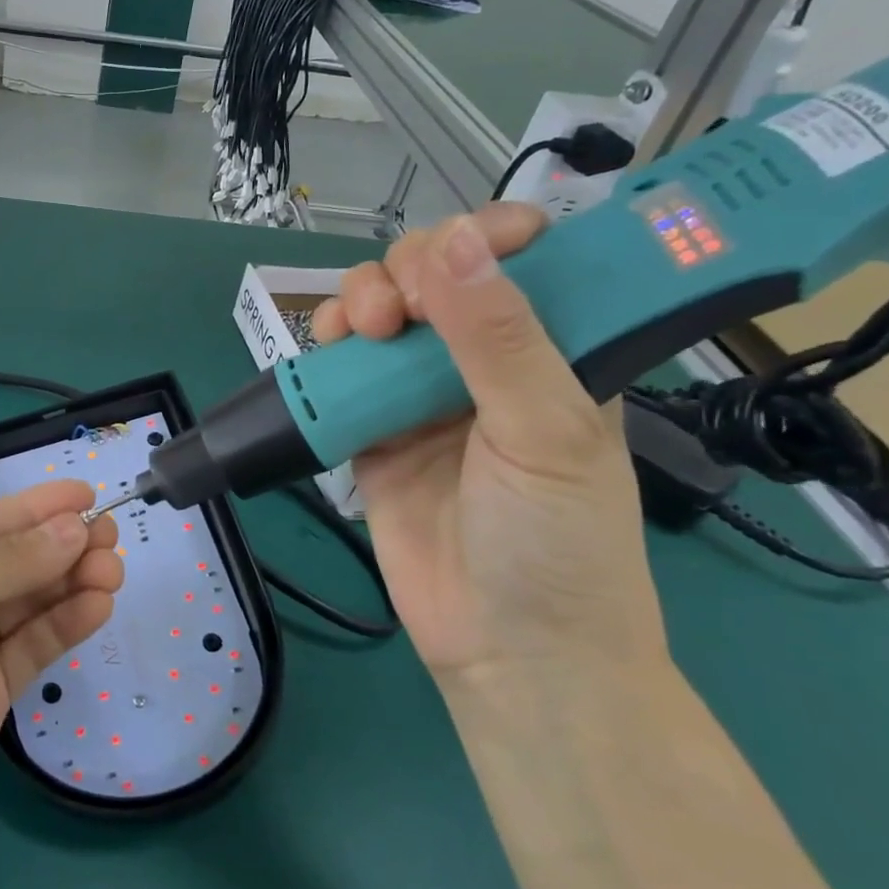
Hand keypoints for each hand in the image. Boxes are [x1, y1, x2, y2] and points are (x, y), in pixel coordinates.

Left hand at [0, 480, 122, 874]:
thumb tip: (75, 527)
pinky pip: (34, 645)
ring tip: (112, 568)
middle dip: (59, 544)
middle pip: (11, 560)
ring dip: (71, 581)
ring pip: (29, 601)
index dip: (33, 507)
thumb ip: (7, 562)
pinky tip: (97, 604)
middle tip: (109, 534)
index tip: (86, 493)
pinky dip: (66, 623)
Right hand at [312, 205, 663, 677]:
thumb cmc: (557, 543)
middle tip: (398, 313)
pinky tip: (331, 351)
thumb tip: (453, 240)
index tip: (452, 252)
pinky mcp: (374, 430)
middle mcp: (485, 362)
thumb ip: (499, 337)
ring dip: (363, 301)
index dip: (485, 237)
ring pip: (384, 314)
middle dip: (407, 271)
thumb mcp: (545, 432)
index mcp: (554, 351)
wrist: (507, 651)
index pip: (520, 261)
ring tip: (361, 331)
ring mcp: (423, 396)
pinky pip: (346, 371)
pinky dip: (332, 350)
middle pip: (434, 277)